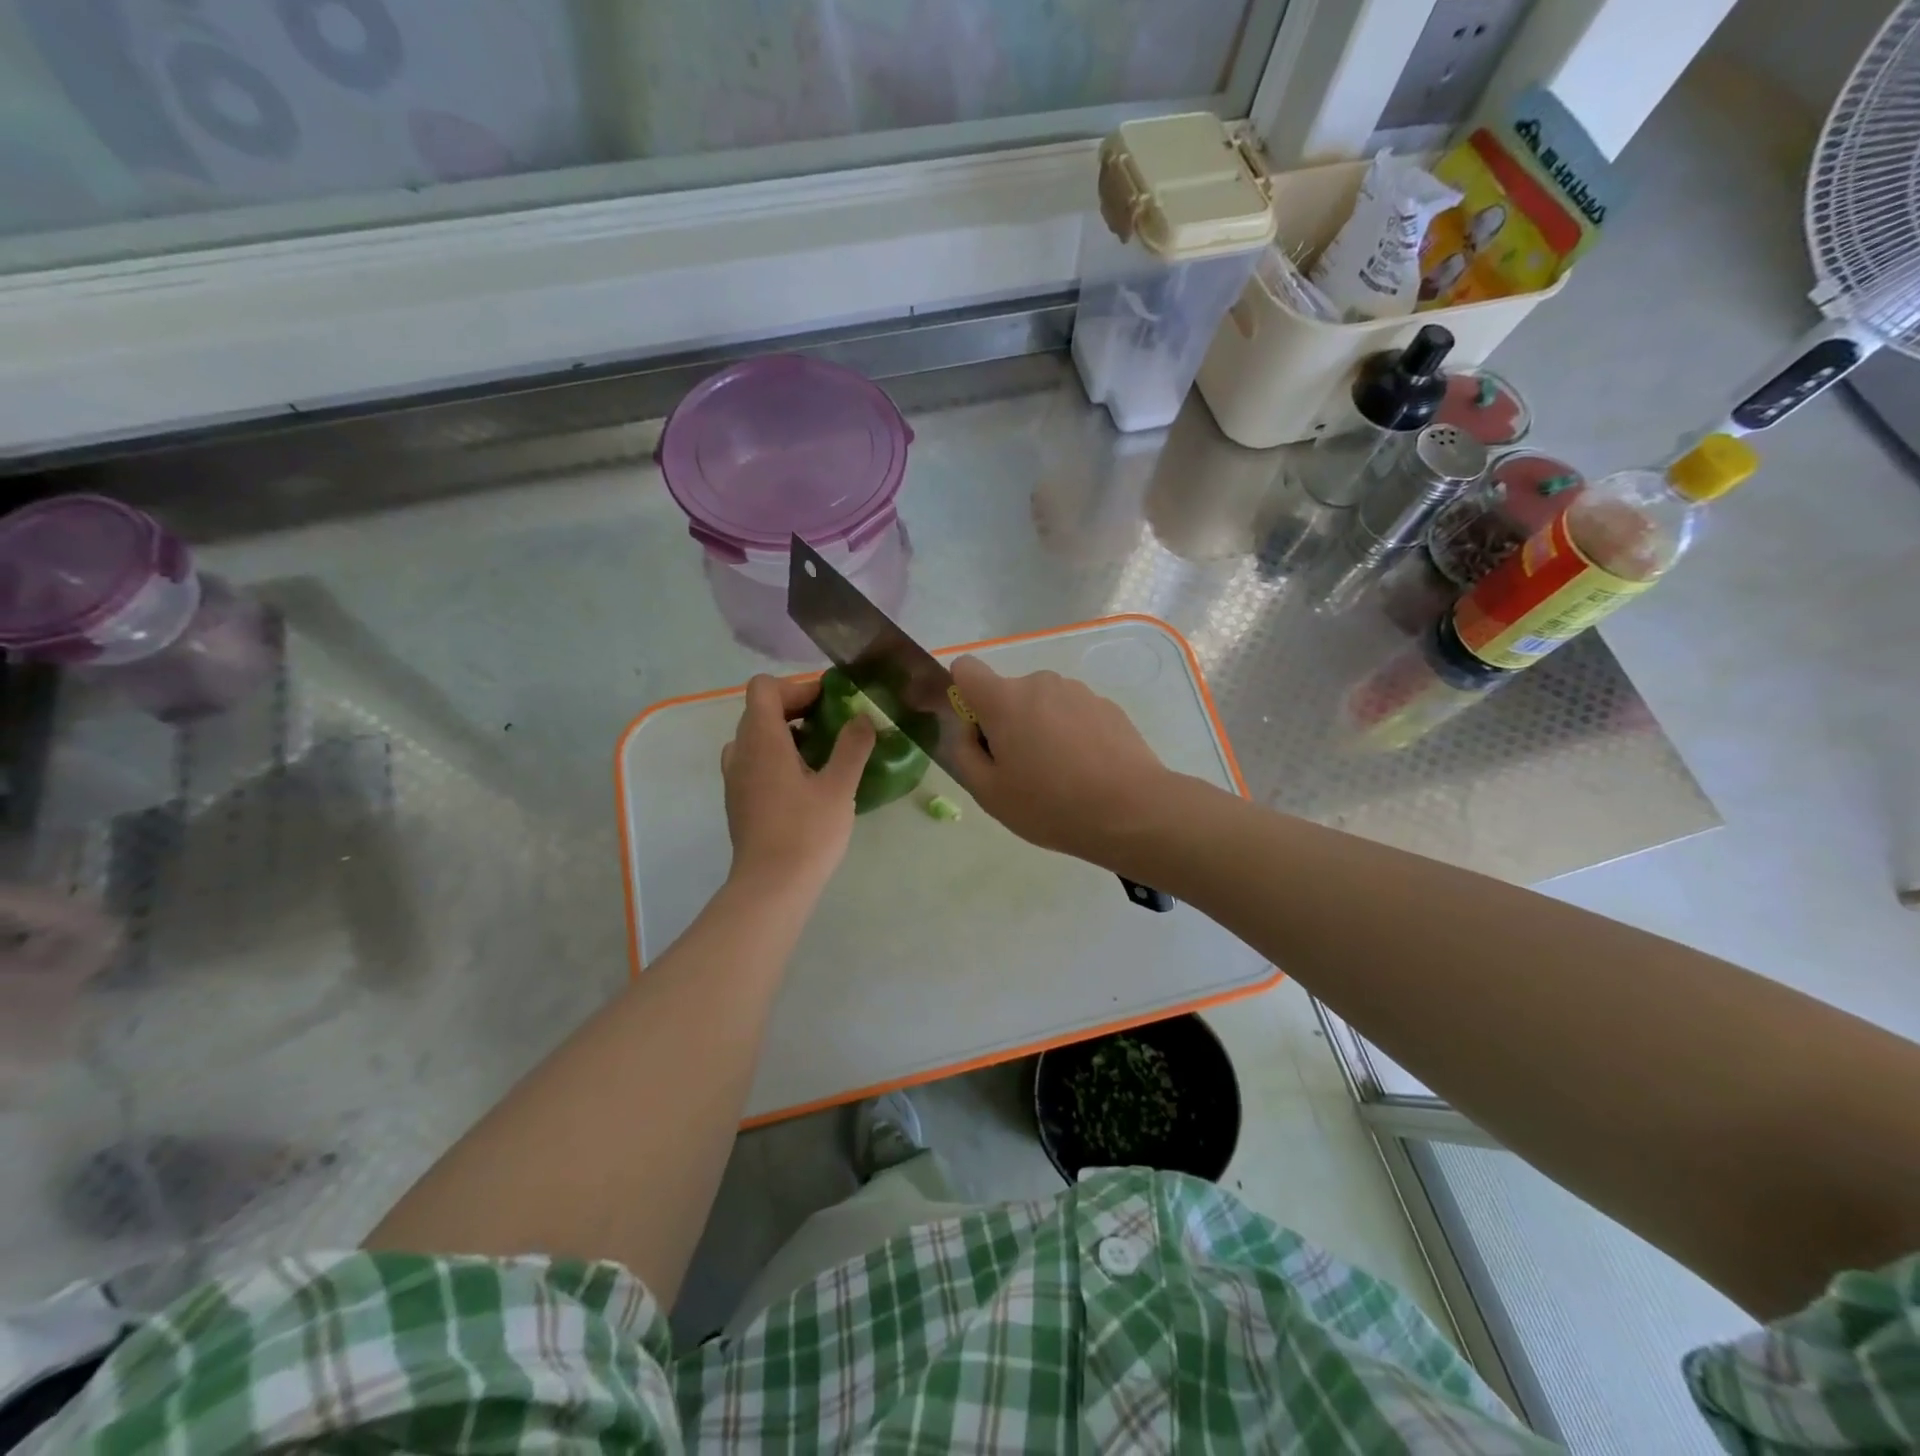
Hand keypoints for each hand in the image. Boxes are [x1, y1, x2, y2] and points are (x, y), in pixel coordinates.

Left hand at [721, 676, 874, 895]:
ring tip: (822, 754)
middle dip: (798, 709)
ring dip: (787, 735)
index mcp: (762, 740)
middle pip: (760, 710)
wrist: (771, 887)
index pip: (764, 688)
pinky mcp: (738, 800)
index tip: (829, 705)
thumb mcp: (839, 787)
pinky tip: (807, 783)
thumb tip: (863, 717)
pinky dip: (778, 758)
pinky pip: (754, 762)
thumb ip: (852, 746)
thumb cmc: (806, 833)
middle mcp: (741, 752)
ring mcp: (735, 777)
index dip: (796, 687)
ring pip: (756, 737)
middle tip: (834, 727)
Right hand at [948, 656, 1174, 867]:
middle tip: (1021, 771)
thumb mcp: (989, 792)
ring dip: (1041, 729)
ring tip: (1060, 775)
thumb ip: (964, 753)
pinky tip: (1087, 771)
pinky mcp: (1108, 706)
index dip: (963, 695)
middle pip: (1008, 694)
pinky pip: (1073, 714)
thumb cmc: (1051, 805)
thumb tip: (967, 729)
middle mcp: (1041, 683)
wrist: (1132, 811)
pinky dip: (1071, 734)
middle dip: (1007, 723)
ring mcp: (1079, 692)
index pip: (966, 669)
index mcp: (1005, 699)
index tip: (978, 732)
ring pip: (1043, 704)